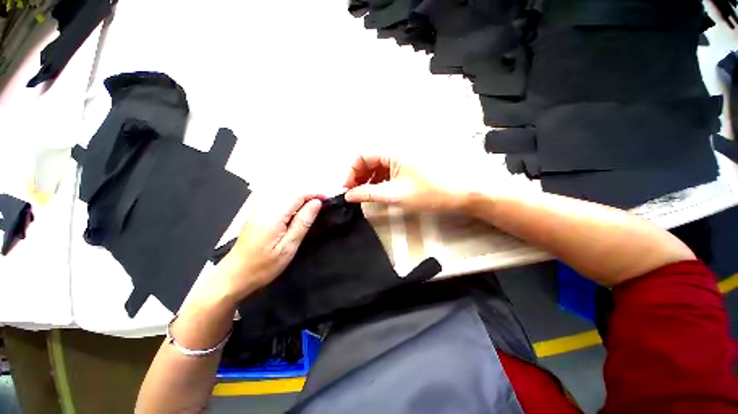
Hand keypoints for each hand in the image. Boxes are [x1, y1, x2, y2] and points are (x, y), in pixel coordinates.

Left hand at [210, 193, 322, 302]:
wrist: (235, 275)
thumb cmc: (264, 265)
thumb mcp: (288, 246)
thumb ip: (303, 222)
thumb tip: (316, 203)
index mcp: (273, 214)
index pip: (298, 194)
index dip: (315, 194)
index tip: (328, 199)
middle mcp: (265, 206)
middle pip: (292, 192)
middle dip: (309, 195)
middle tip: (324, 205)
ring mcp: (259, 209)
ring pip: (286, 195)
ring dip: (302, 199)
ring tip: (314, 209)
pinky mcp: (258, 214)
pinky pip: (279, 201)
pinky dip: (292, 203)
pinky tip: (298, 213)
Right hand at [344, 154, 487, 211]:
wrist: (462, 192)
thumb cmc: (429, 192)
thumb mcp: (394, 195)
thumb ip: (368, 193)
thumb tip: (348, 195)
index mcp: (391, 151)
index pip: (362, 156)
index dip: (351, 172)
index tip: (348, 190)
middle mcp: (396, 149)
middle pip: (370, 160)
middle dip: (359, 176)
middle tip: (356, 194)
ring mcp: (404, 157)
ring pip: (379, 166)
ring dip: (370, 179)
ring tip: (367, 195)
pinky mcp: (410, 165)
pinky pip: (389, 169)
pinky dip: (381, 180)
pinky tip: (381, 191)